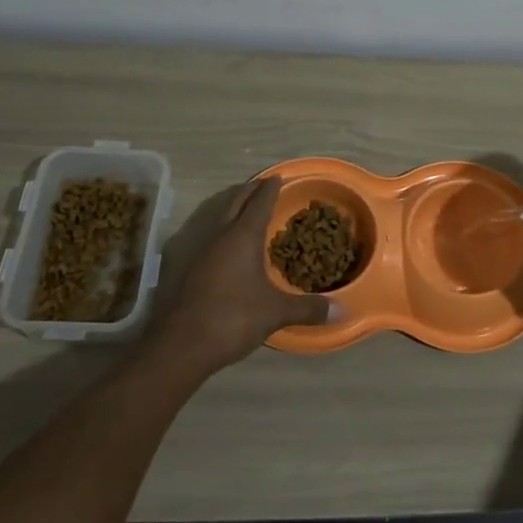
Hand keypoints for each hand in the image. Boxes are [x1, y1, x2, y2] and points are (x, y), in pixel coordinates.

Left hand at [149, 178, 333, 375]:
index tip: (278, 177)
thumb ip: (307, 308)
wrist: (181, 345)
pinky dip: (221, 230)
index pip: (260, 202)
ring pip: (218, 216)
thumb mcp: (276, 313)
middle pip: (235, 201)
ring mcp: (199, 250)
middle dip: (250, 190)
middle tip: (263, 184)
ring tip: (245, 209)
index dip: (271, 188)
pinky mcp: (186, 268)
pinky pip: (208, 236)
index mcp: (243, 236)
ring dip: (232, 207)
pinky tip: (226, 246)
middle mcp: (219, 235)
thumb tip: (341, 311)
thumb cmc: (233, 318)